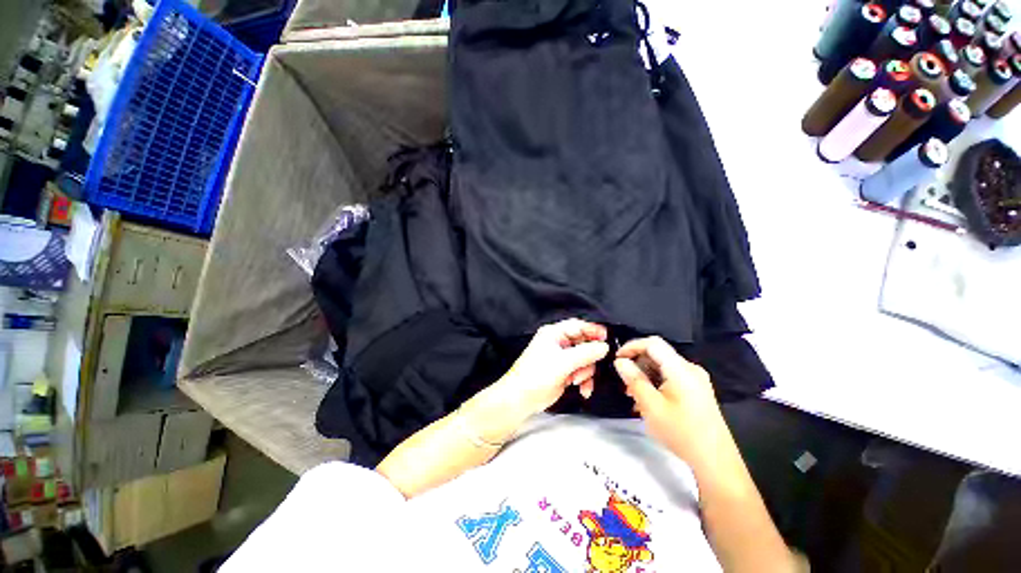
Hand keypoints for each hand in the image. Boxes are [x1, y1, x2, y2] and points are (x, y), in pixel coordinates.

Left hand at [494, 319, 608, 417]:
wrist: (521, 399)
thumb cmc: (537, 375)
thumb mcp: (563, 362)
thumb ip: (585, 353)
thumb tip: (604, 346)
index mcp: (554, 333)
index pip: (578, 326)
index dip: (593, 330)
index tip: (607, 339)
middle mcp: (559, 343)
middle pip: (584, 344)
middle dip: (589, 358)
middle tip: (587, 368)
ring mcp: (562, 358)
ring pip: (585, 360)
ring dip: (586, 372)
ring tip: (577, 381)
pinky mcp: (565, 372)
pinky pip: (582, 372)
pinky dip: (584, 381)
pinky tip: (582, 390)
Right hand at [613, 337, 726, 468]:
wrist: (715, 462)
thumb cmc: (681, 433)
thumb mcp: (651, 406)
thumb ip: (634, 380)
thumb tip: (620, 361)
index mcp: (681, 369)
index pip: (653, 343)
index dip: (632, 346)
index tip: (617, 360)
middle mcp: (690, 369)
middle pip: (658, 354)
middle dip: (637, 364)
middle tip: (624, 382)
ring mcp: (696, 380)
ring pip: (663, 366)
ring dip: (645, 375)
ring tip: (633, 395)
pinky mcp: (697, 390)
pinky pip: (670, 377)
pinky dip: (656, 383)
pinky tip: (648, 401)